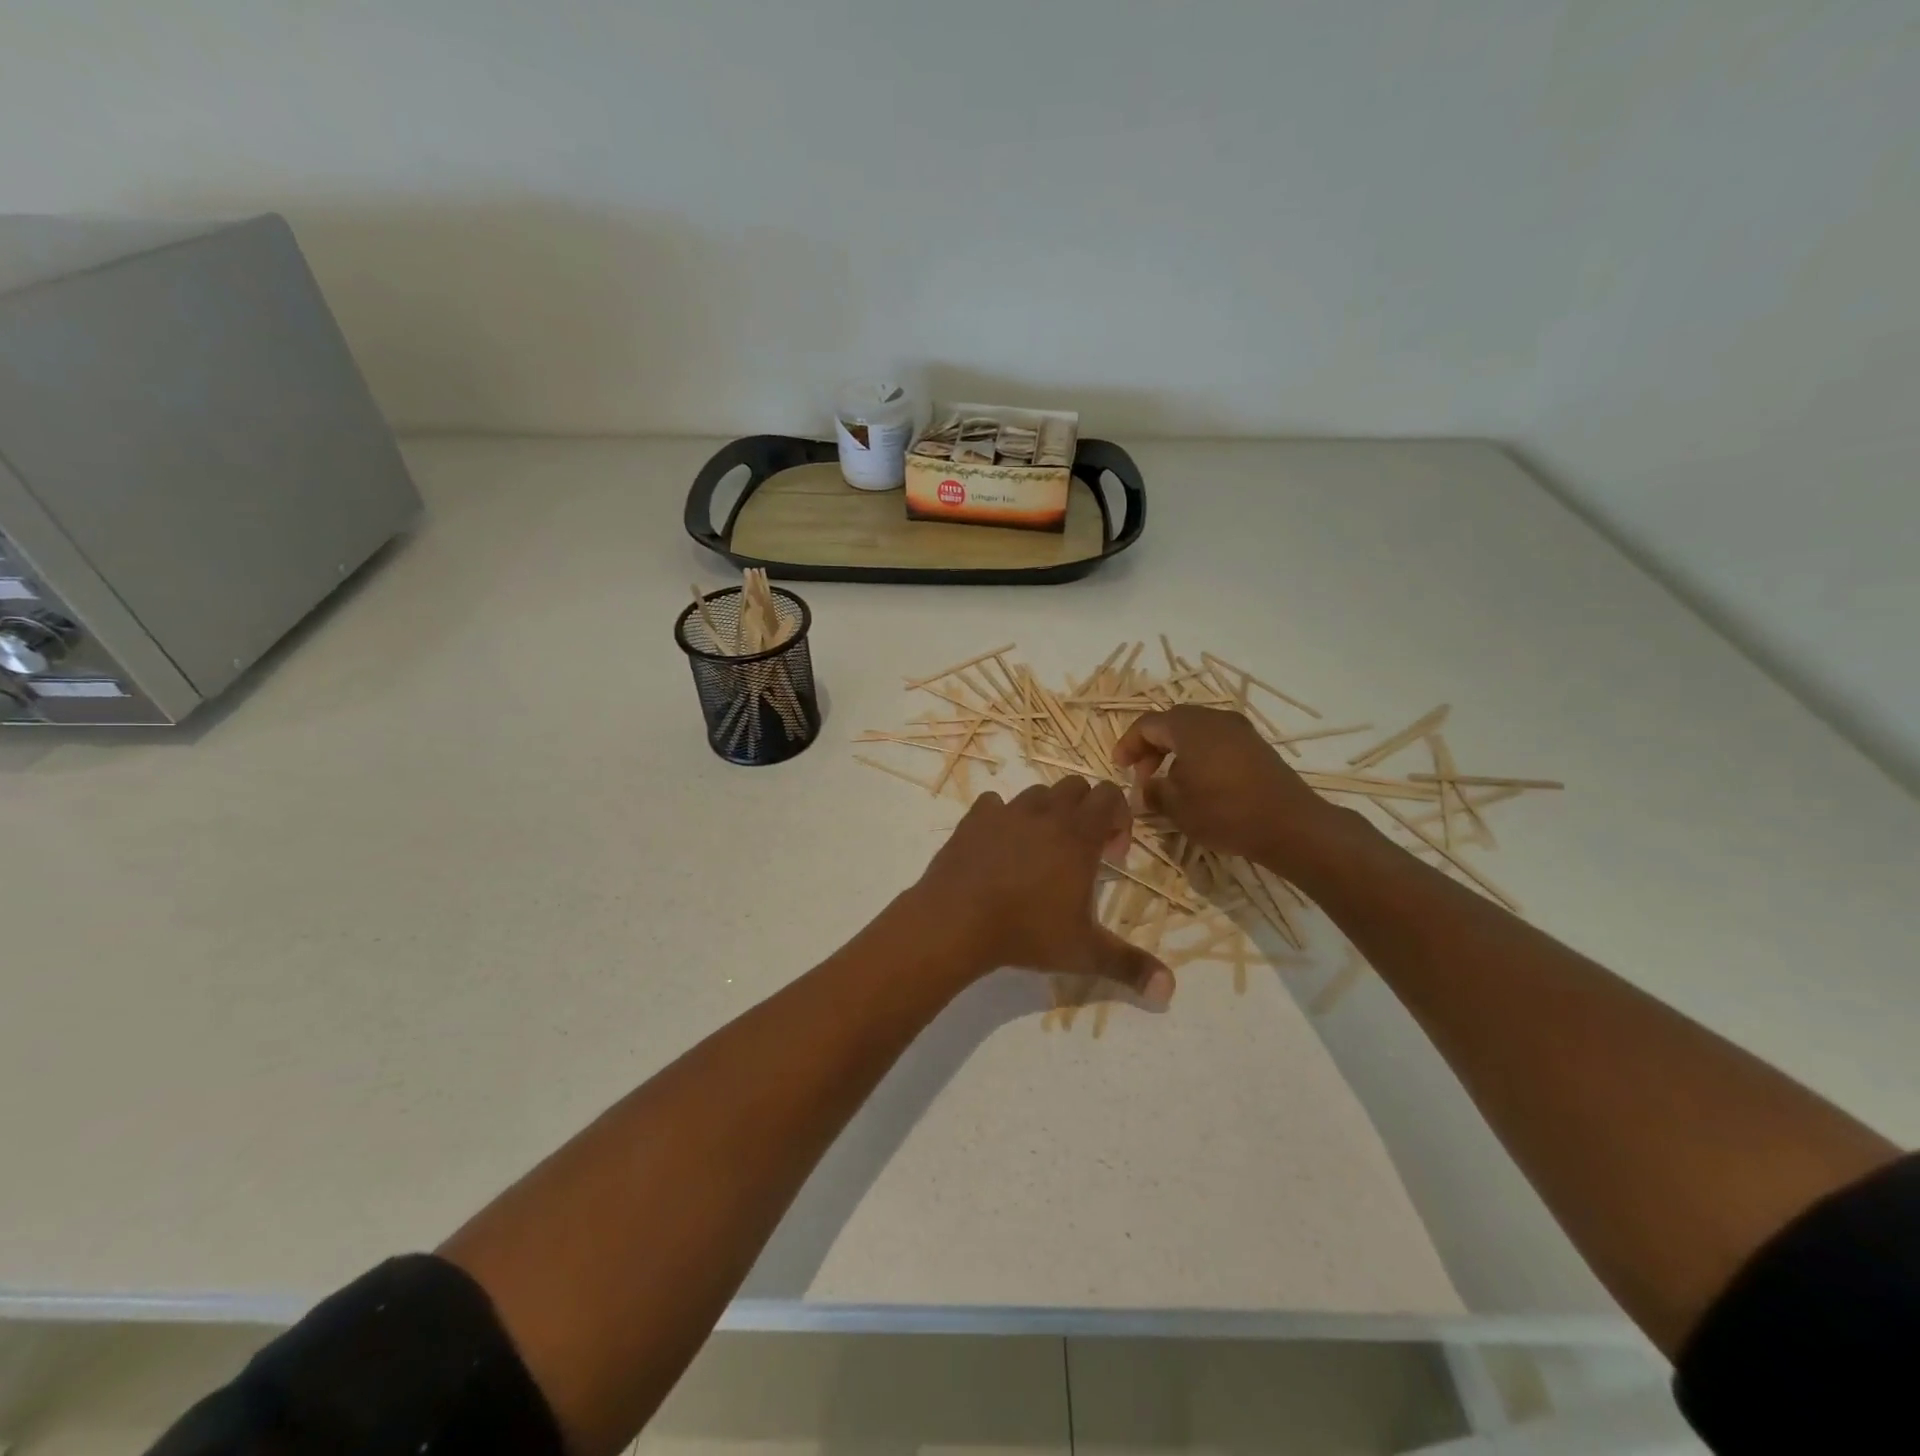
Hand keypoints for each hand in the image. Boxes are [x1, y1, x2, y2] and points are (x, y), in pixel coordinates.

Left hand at [914, 778, 1174, 1006]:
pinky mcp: (973, 819)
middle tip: (1080, 852)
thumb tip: (1169, 992)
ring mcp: (1006, 812)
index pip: (1110, 795)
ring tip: (1040, 851)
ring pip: (1036, 794)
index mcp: (1078, 834)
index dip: (1119, 818)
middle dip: (1085, 810)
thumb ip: (1129, 966)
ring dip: (1046, 813)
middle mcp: (1045, 813)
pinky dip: (1001, 818)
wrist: (956, 921)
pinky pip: (993, 804)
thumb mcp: (1084, 953)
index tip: (1111, 856)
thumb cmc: (1027, 932)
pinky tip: (999, 848)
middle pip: (1075, 786)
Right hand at [1114, 706, 1351, 871]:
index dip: (1128, 744)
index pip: (1147, 724)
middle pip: (1172, 723)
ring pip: (1195, 732)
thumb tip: (1145, 789)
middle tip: (1142, 776)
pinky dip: (1198, 756)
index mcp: (1189, 726)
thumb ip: (1153, 792)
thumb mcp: (1177, 806)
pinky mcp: (1256, 747)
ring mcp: (1240, 730)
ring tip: (1169, 783)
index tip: (1119, 767)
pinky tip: (1199, 785)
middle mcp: (1215, 718)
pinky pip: (1216, 742)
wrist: (1291, 825)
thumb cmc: (1225, 811)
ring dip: (1175, 753)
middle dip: (1152, 748)